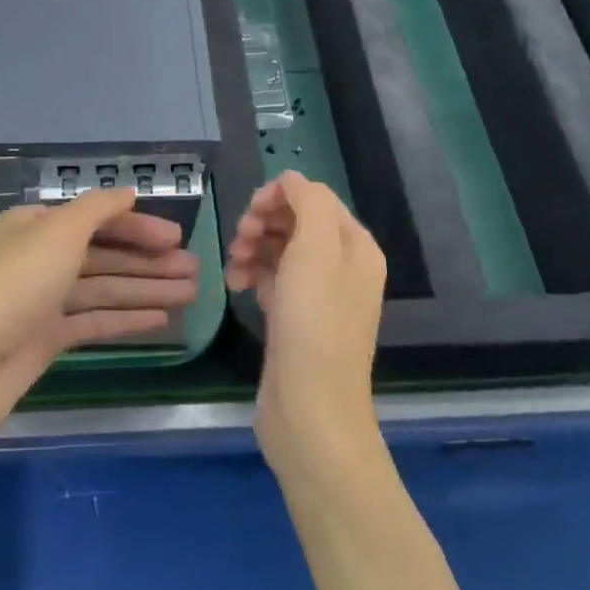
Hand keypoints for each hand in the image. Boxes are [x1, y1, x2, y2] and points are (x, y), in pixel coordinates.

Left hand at [0, 188, 198, 433]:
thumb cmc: (12, 288)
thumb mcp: (57, 234)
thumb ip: (97, 209)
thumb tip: (128, 192)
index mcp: (35, 226)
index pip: (96, 219)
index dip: (138, 226)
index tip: (178, 238)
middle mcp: (39, 258)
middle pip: (104, 254)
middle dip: (149, 261)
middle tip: (196, 271)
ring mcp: (42, 301)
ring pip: (103, 288)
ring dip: (146, 289)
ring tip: (191, 294)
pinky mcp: (45, 340)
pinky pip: (93, 321)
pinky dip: (126, 318)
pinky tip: (161, 320)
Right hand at [225, 171, 386, 478]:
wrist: (310, 409)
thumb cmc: (314, 322)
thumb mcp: (316, 248)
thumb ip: (308, 201)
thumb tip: (291, 180)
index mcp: (355, 246)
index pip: (314, 197)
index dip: (278, 197)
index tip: (250, 214)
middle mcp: (342, 266)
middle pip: (295, 221)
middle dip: (262, 223)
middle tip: (238, 241)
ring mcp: (318, 295)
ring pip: (279, 249)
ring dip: (252, 248)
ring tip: (233, 268)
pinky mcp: (295, 319)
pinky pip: (272, 279)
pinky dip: (252, 274)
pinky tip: (238, 286)